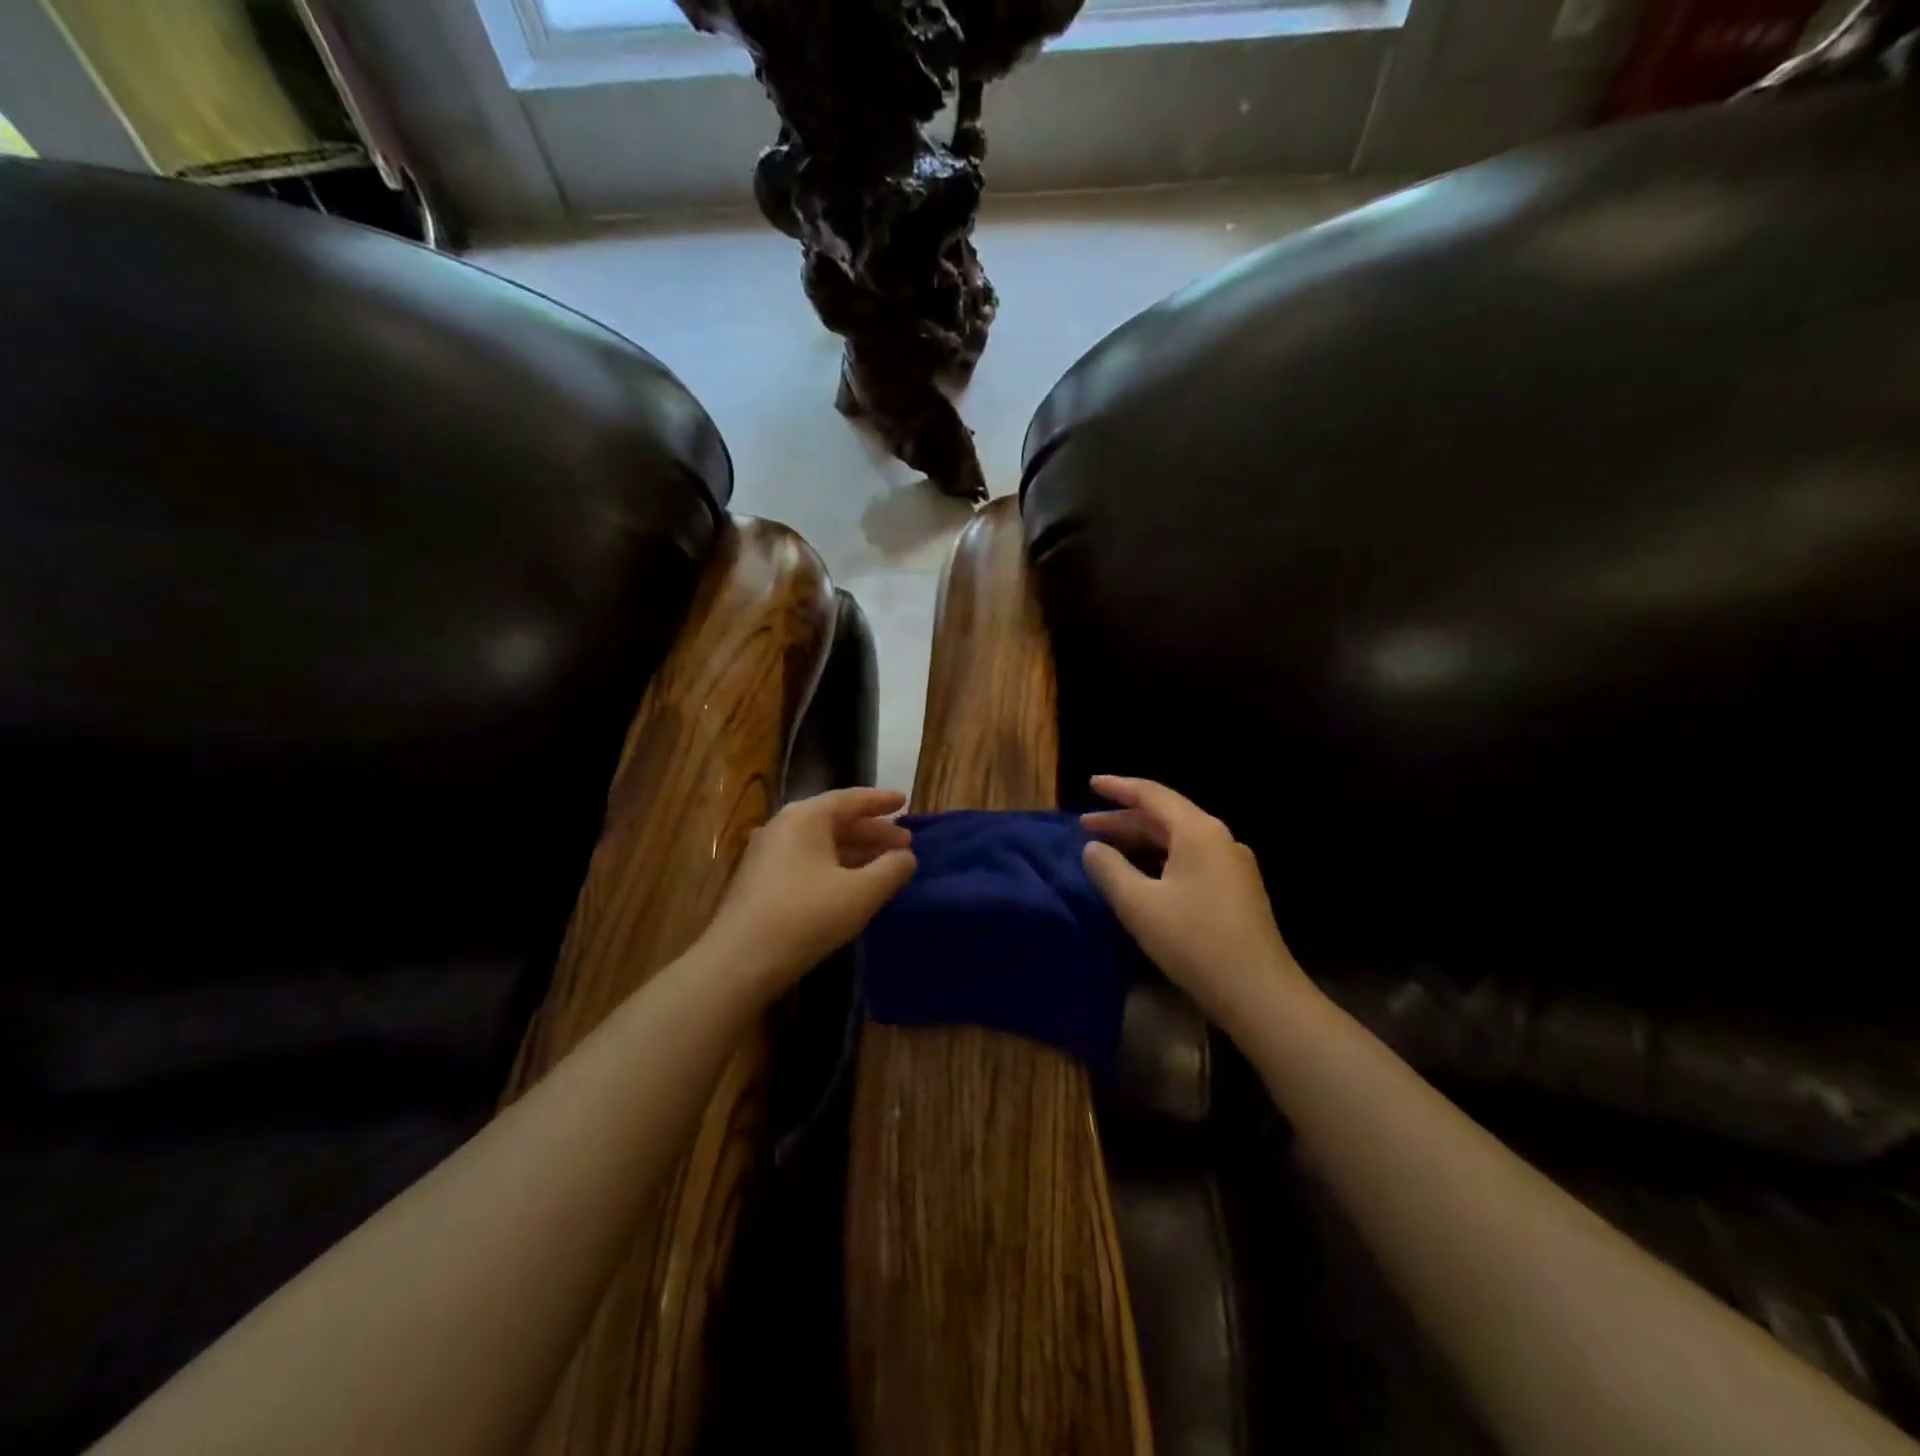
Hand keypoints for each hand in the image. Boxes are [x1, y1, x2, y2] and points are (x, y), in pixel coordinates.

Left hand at [706, 787, 915, 997]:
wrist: (739, 962)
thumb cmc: (806, 917)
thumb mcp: (861, 893)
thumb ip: (891, 869)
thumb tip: (906, 857)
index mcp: (806, 817)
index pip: (851, 799)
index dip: (881, 801)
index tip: (906, 801)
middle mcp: (783, 826)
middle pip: (836, 821)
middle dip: (872, 831)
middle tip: (904, 843)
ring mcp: (767, 854)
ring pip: (821, 844)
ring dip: (855, 851)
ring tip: (885, 865)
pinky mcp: (760, 881)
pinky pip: (807, 861)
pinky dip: (835, 866)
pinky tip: (851, 885)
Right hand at [1081, 776, 1309, 1034]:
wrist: (1259, 993)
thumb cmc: (1194, 941)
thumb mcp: (1139, 904)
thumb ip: (1109, 869)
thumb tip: (1093, 848)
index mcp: (1198, 832)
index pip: (1152, 795)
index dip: (1118, 787)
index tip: (1090, 784)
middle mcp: (1219, 839)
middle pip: (1165, 817)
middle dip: (1123, 820)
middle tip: (1085, 826)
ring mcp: (1232, 865)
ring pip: (1178, 840)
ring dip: (1141, 841)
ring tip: (1107, 850)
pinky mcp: (1236, 890)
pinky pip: (1190, 860)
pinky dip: (1159, 859)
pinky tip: (1141, 876)